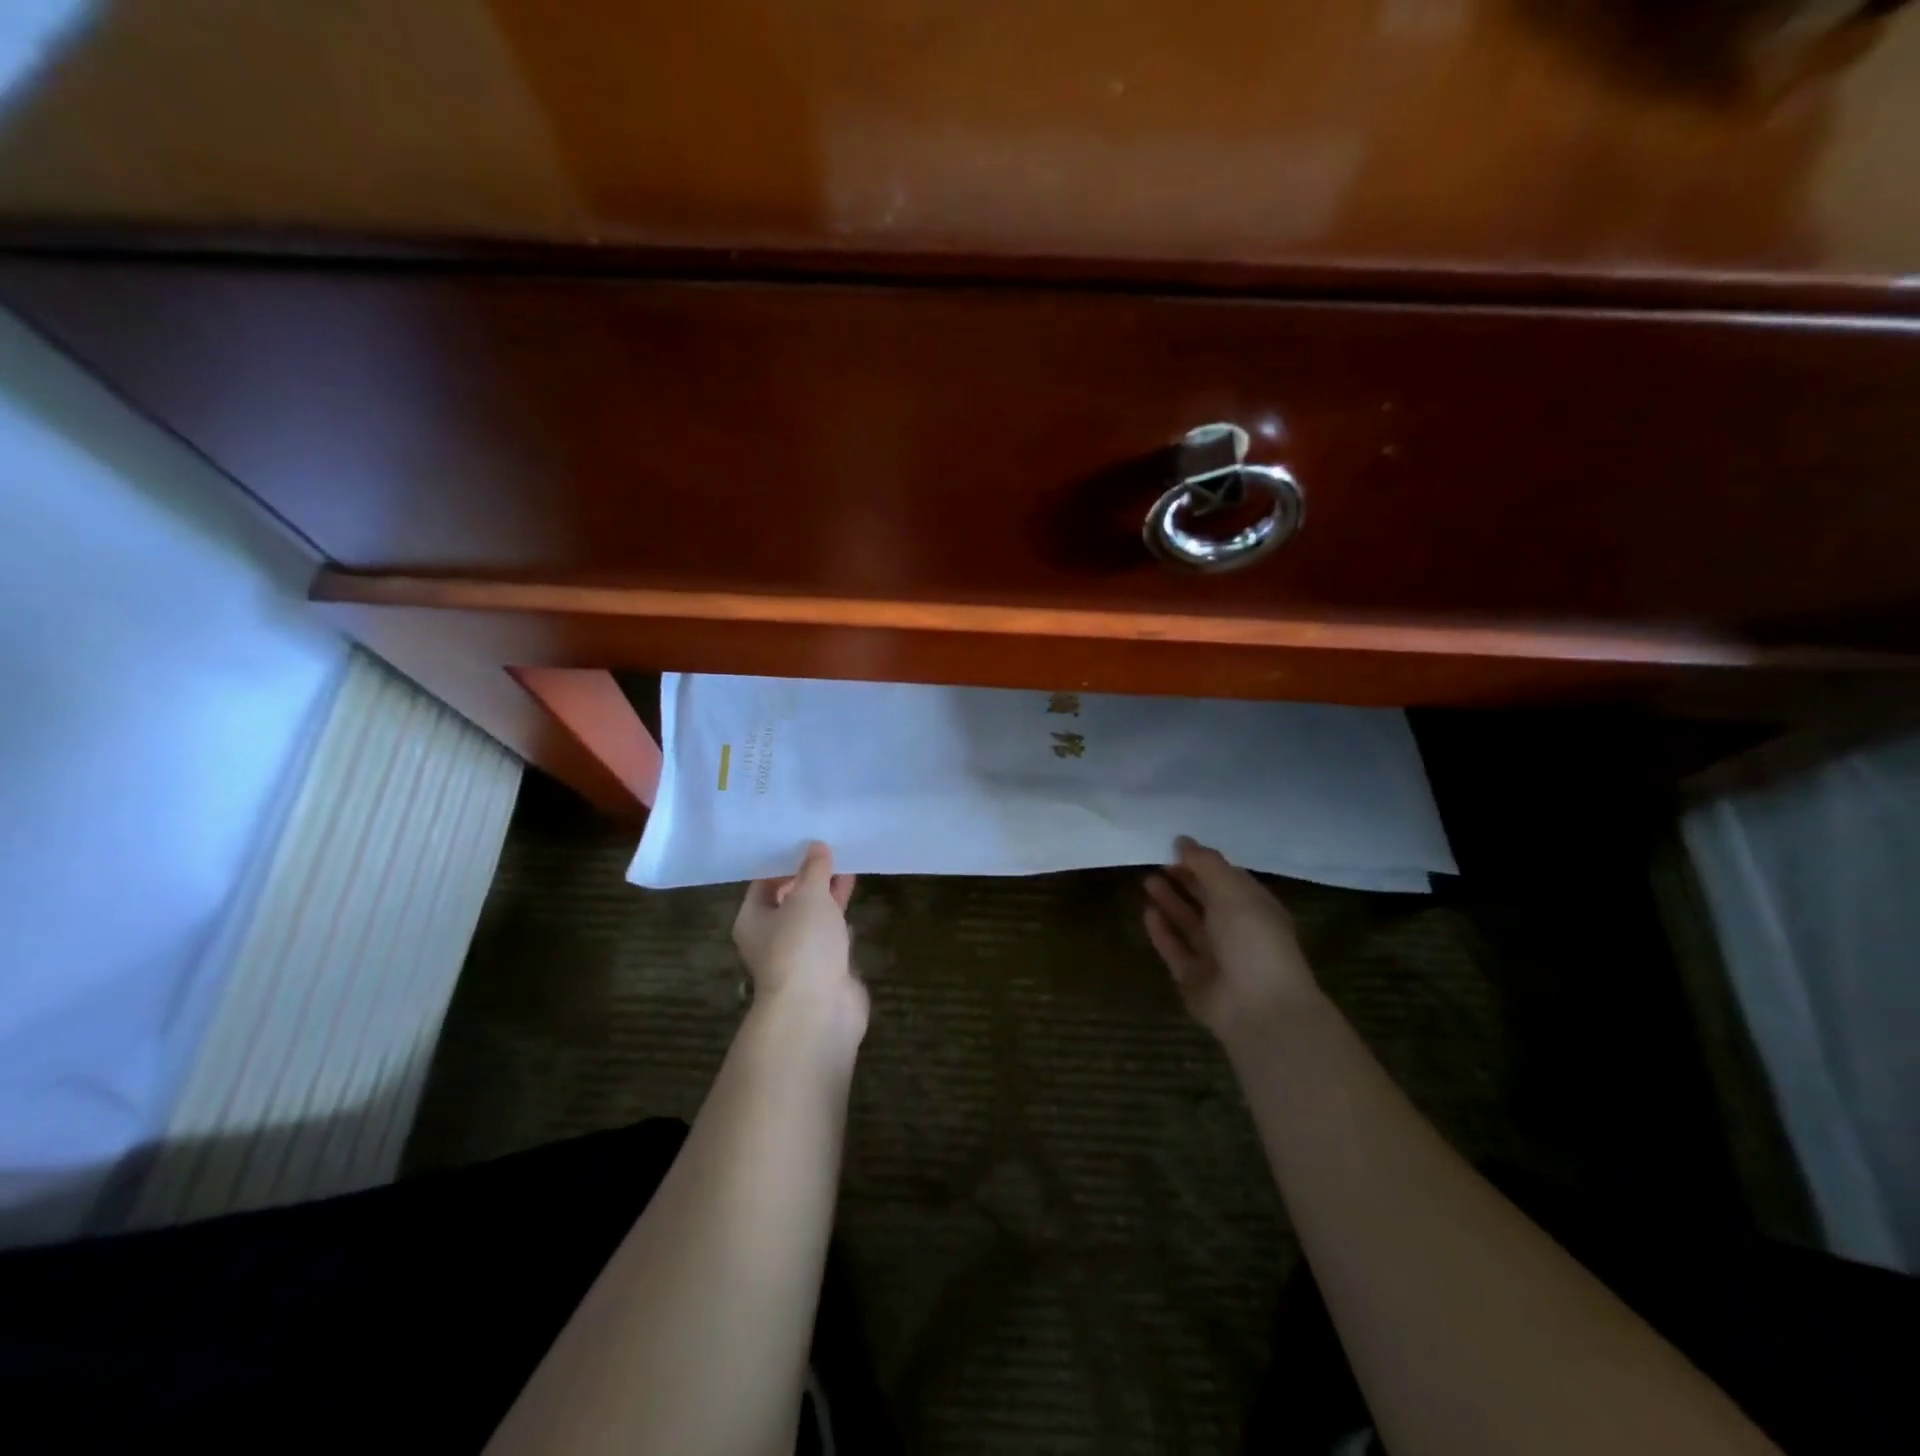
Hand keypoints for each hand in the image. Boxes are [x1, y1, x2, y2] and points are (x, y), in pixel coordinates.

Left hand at [734, 842, 865, 1051]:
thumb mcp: (808, 896)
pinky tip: (855, 899)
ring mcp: (800, 955)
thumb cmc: (802, 946)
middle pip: (790, 899)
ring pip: (814, 918)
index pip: (765, 881)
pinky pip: (832, 936)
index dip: (785, 860)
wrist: (819, 1010)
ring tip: (849, 865)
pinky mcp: (826, 969)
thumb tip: (816, 846)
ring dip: (828, 896)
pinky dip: (841, 919)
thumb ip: (814, 869)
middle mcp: (772, 937)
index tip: (807, 838)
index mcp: (754, 918)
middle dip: (811, 876)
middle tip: (833, 848)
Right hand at [1144, 837, 1323, 1048]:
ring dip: (1170, 902)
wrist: (1258, 1007)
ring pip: (1188, 924)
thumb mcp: (1232, 891)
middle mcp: (1237, 932)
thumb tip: (1182, 840)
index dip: (1203, 863)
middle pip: (1207, 901)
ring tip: (1146, 880)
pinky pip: (1175, 949)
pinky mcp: (1194, 979)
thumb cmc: (1253, 939)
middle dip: (1184, 881)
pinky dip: (1162, 932)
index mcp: (1256, 908)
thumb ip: (1206, 864)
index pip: (1228, 880)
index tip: (1175, 847)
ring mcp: (1215, 957)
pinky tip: (1147, 912)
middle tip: (1156, 861)